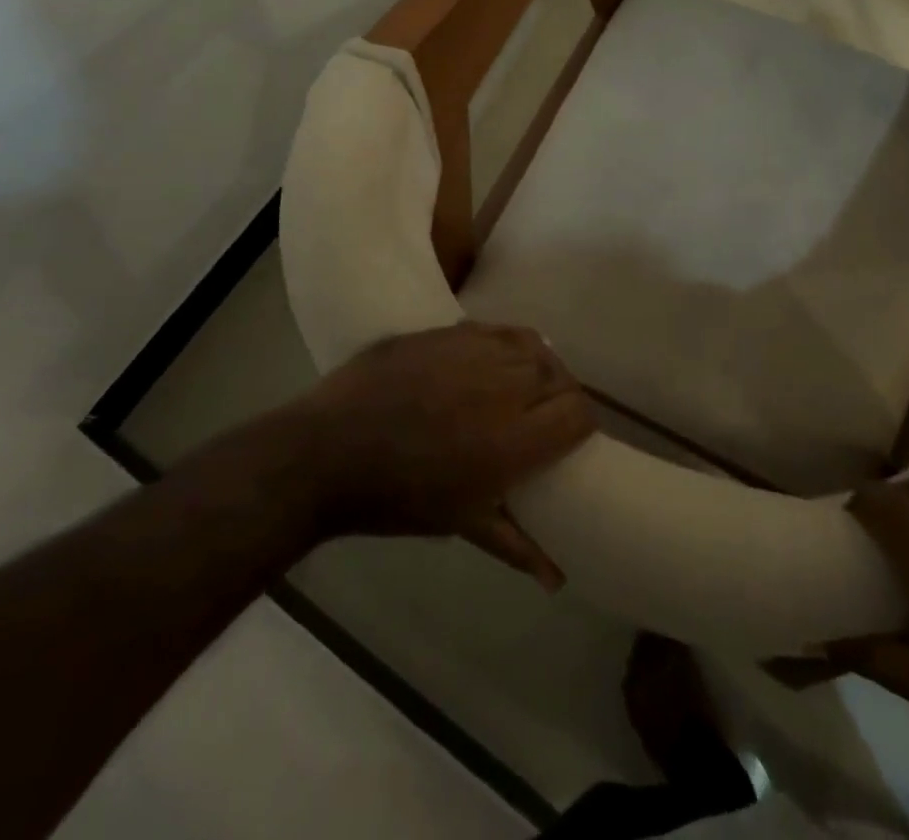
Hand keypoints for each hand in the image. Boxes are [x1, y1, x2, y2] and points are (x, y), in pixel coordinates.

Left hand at [287, 322, 594, 588]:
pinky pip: (496, 330)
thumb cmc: (397, 498)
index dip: (581, 423)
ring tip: (522, 383)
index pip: (579, 414)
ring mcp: (474, 352)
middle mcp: (504, 388)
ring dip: (537, 366)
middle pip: (559, 377)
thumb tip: (558, 578)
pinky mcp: (447, 331)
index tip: (569, 436)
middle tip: (542, 413)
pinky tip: (492, 360)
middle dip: (559, 395)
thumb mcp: (461, 522)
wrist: (327, 452)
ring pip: (532, 347)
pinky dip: (506, 344)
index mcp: (514, 442)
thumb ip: (516, 542)